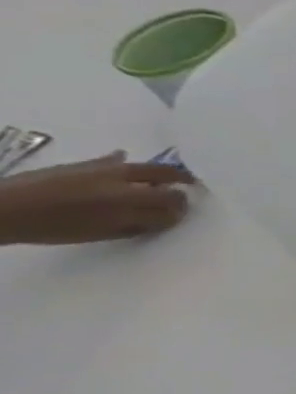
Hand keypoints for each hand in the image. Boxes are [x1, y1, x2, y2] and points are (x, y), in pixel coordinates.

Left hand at [0, 153, 195, 244]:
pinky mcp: (88, 164)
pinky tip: (123, 159)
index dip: (180, 210)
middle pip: (168, 184)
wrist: (4, 209)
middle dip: (178, 192)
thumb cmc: (53, 228)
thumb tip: (163, 219)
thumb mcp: (99, 233)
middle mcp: (127, 184)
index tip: (180, 216)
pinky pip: (116, 160)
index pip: (172, 205)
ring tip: (165, 181)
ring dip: (164, 175)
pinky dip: (124, 161)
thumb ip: (135, 225)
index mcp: (129, 205)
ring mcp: (108, 170)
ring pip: (151, 169)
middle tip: (180, 199)